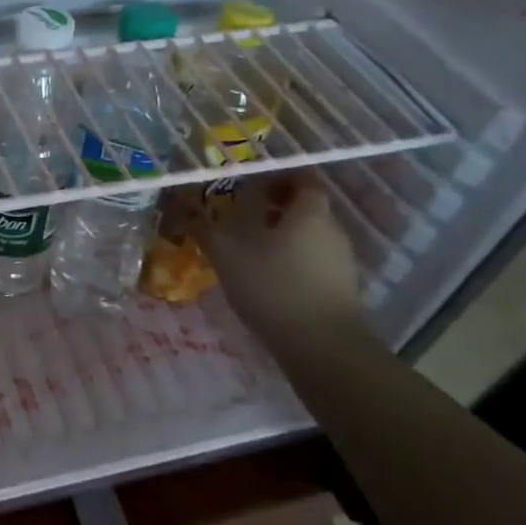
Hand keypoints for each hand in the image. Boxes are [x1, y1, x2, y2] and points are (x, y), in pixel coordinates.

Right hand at [197, 173, 363, 352]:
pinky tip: (266, 279)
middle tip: (239, 218)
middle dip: (272, 208)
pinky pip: (312, 260)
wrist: (322, 347)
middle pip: (303, 207)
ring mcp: (341, 259)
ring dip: (280, 236)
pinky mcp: (340, 287)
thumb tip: (185, 205)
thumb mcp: (226, 252)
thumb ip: (205, 225)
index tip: (247, 186)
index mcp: (309, 211)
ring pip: (307, 235)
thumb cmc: (273, 285)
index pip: (301, 178)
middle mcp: (332, 228)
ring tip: (247, 251)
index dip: (275, 177)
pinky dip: (290, 261)